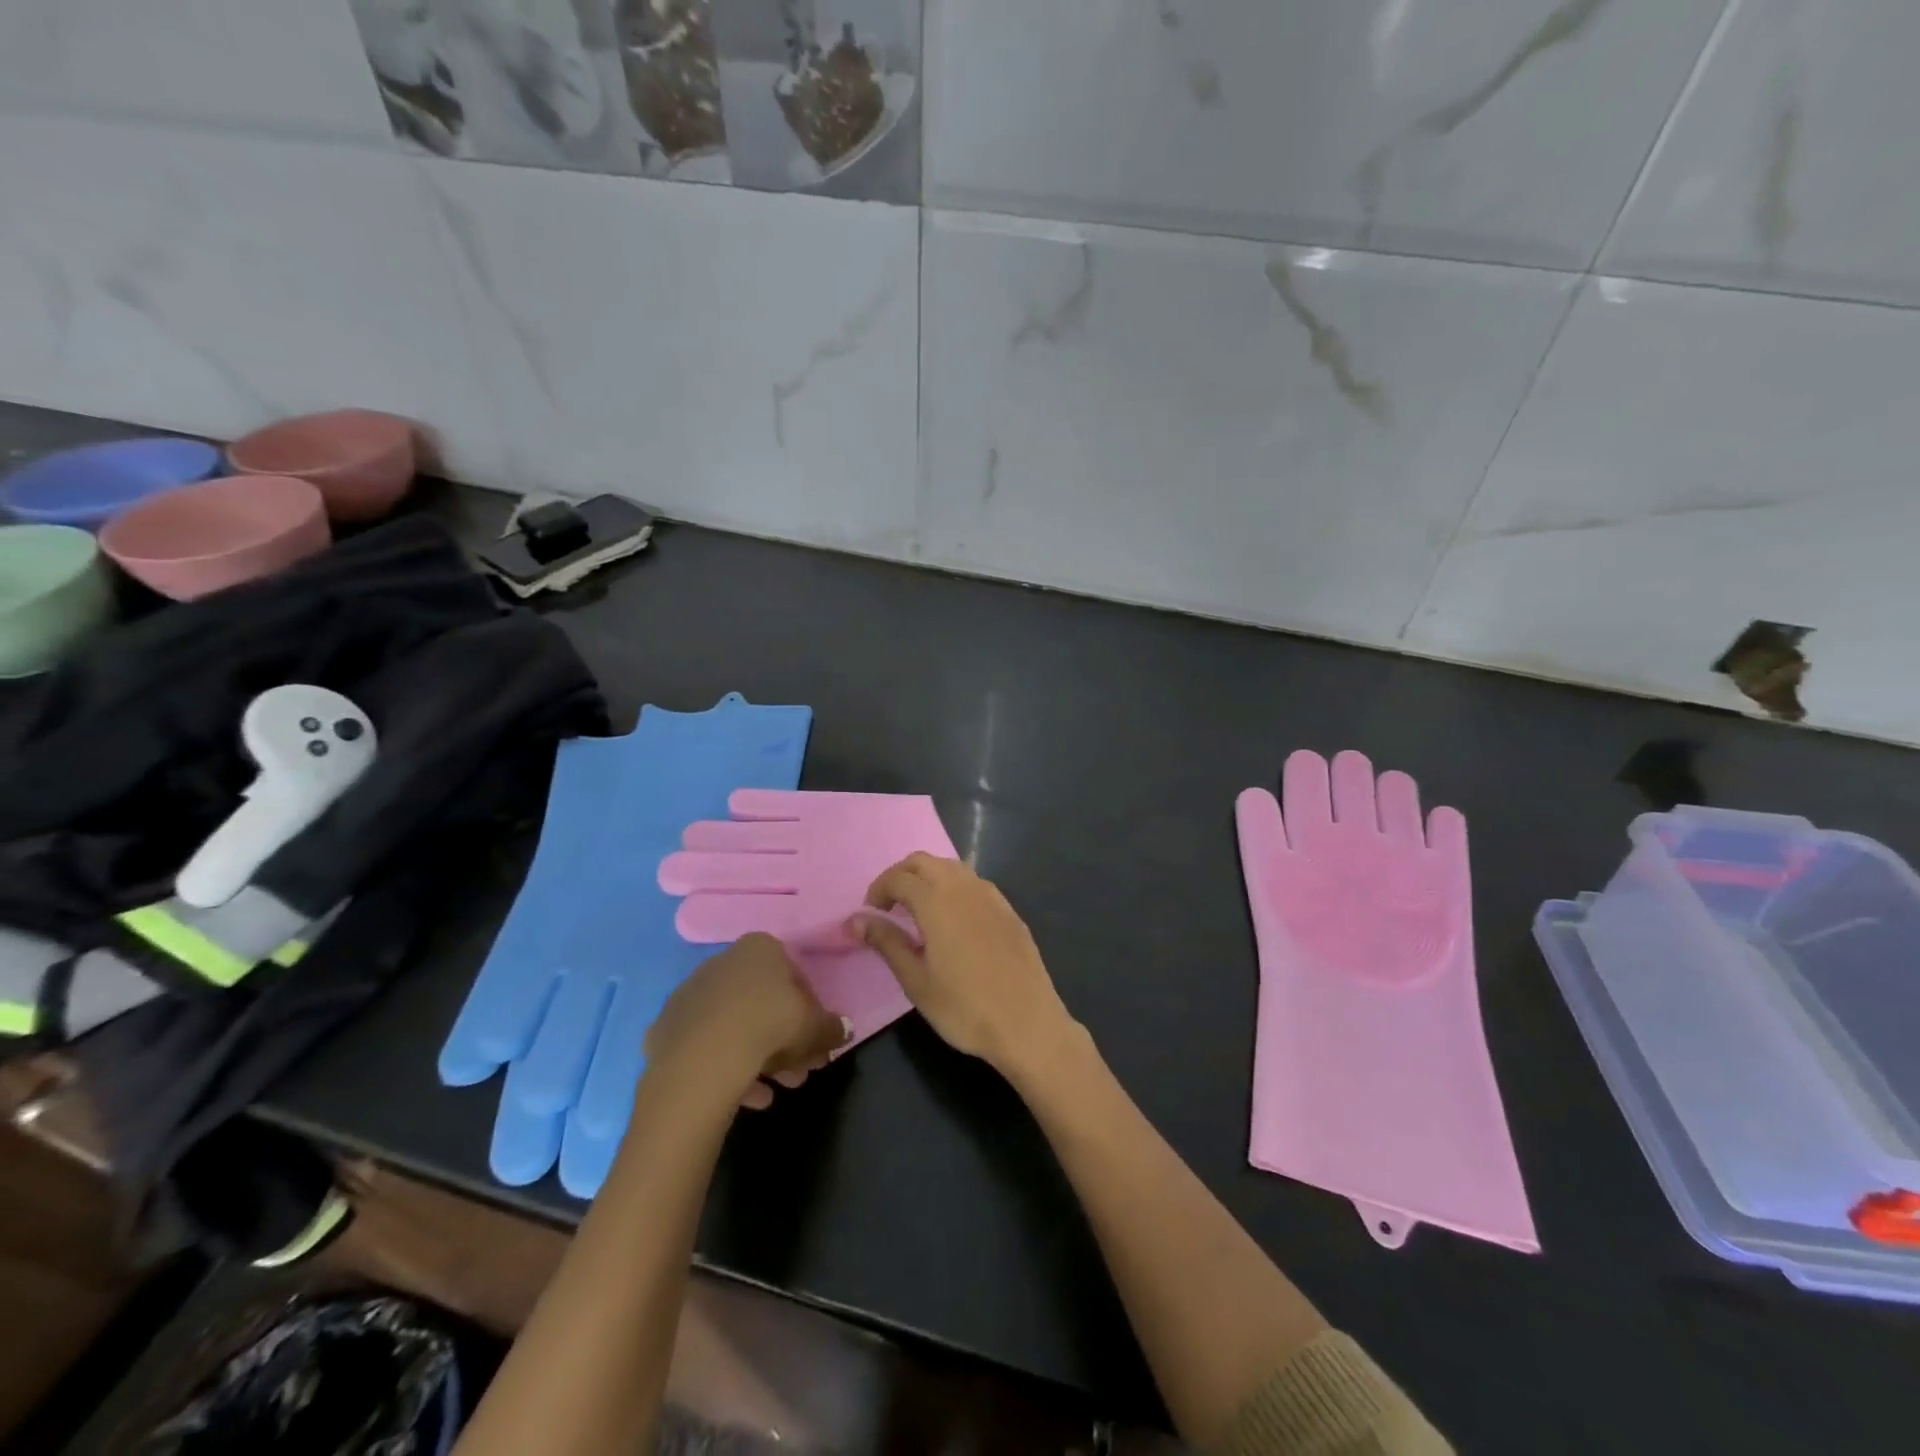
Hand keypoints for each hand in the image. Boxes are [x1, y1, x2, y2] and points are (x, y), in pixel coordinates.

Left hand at [644, 934, 850, 1109]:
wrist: (702, 1060)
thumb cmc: (769, 1026)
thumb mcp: (816, 1028)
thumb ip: (832, 1027)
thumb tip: (844, 1030)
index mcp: (759, 949)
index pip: (793, 974)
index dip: (809, 1009)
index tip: (815, 1038)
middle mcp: (722, 962)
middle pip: (761, 1001)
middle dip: (784, 1039)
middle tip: (799, 1071)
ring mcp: (689, 995)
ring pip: (733, 1025)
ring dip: (757, 1057)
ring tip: (774, 1092)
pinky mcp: (664, 1029)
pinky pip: (704, 1046)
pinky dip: (725, 1068)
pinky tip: (746, 1097)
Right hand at [854, 854, 1077, 1078]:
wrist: (1027, 1023)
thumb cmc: (964, 1007)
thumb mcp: (916, 980)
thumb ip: (886, 942)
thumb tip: (855, 919)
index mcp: (937, 900)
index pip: (899, 877)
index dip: (879, 889)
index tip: (870, 912)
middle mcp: (964, 887)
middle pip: (925, 861)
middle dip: (901, 874)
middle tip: (889, 905)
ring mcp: (991, 895)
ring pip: (952, 867)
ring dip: (928, 877)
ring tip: (918, 910)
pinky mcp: (1009, 910)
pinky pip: (974, 883)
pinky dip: (953, 887)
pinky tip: (953, 919)